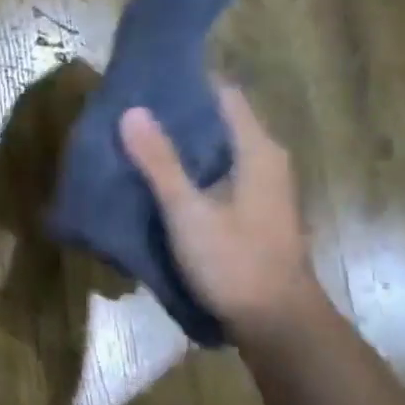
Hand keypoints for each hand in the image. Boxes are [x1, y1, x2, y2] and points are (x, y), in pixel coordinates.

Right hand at [118, 85, 317, 334]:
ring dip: (181, 146)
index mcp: (257, 150)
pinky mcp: (253, 213)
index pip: (223, 94)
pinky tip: (158, 182)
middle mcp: (265, 160)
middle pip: (218, 122)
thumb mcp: (188, 212)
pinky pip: (218, 177)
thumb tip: (132, 111)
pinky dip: (191, 172)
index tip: (145, 81)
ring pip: (216, 152)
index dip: (186, 83)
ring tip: (134, 142)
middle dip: (176, 116)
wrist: (276, 322)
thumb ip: (159, 162)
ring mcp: (262, 188)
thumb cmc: (235, 262)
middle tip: (128, 113)